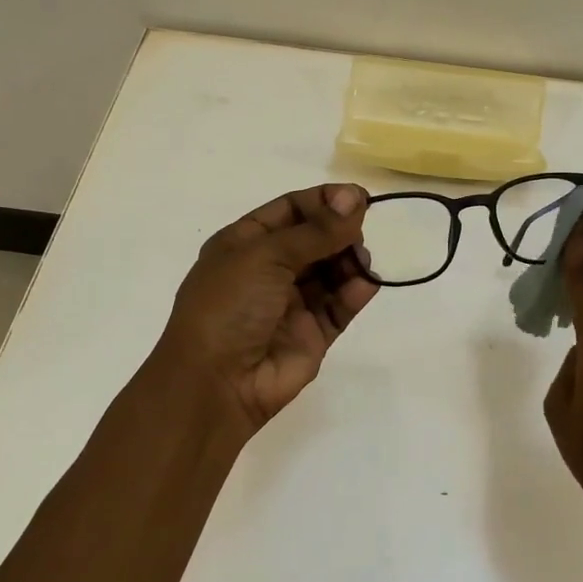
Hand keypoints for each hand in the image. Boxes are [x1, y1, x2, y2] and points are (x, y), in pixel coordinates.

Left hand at [154, 184, 377, 441]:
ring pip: (331, 272)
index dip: (324, 201)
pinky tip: (366, 284)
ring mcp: (291, 304)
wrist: (216, 384)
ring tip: (360, 261)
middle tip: (360, 231)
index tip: (359, 197)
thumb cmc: (230, 306)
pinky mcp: (312, 335)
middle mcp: (268, 270)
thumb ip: (316, 230)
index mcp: (245, 244)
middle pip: (315, 239)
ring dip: (350, 260)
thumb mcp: (266, 255)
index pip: (290, 210)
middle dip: (339, 231)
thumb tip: (356, 197)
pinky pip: (339, 306)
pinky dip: (355, 292)